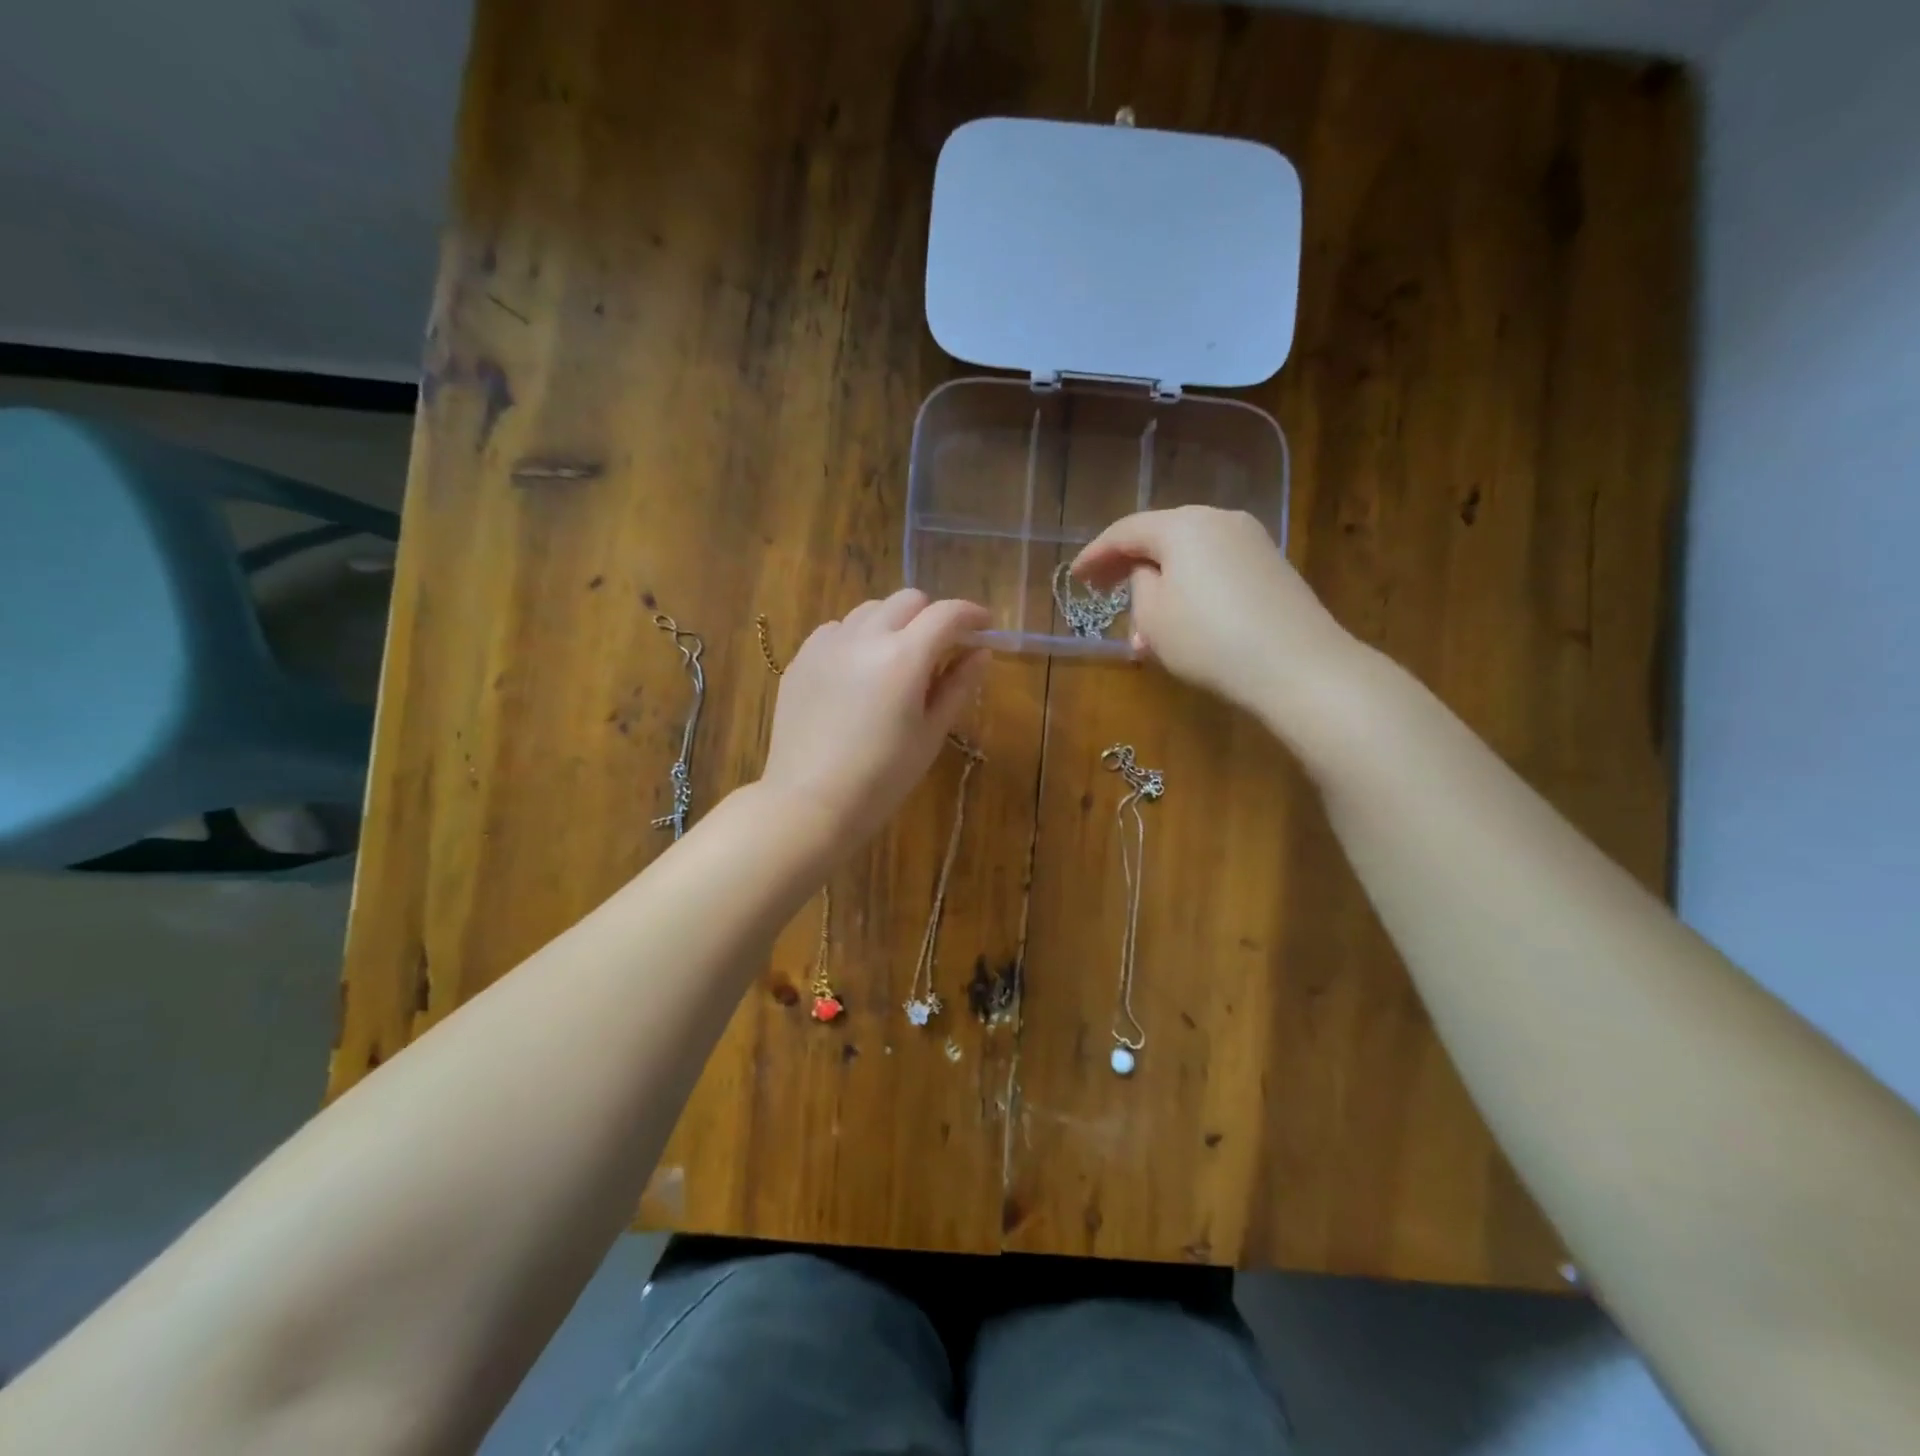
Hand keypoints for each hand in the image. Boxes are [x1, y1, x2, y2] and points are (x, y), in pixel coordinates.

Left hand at [761, 590, 990, 845]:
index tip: (984, 627)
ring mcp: (827, 644)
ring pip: (870, 610)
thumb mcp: (931, 734)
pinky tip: (858, 671)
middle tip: (941, 647)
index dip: (972, 615)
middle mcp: (864, 637)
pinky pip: (837, 629)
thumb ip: (958, 686)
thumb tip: (980, 652)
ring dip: (893, 623)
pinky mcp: (802, 658)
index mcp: (903, 657)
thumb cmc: (883, 777)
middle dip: (931, 615)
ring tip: (896, 659)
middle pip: (907, 600)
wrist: (810, 802)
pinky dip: (857, 637)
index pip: (946, 614)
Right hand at [1071, 506, 1361, 728]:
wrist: (1297, 665)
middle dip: (1130, 569)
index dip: (1095, 554)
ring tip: (1144, 630)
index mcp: (1183, 525)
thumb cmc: (1209, 639)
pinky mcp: (1272, 568)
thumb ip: (1139, 585)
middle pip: (1161, 538)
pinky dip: (1191, 592)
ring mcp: (1252, 542)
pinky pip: (1217, 571)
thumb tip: (1149, 574)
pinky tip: (1183, 627)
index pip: (1126, 531)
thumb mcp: (1153, 617)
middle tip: (1104, 594)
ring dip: (1161, 588)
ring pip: (1190, 558)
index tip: (1075, 577)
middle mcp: (1219, 520)